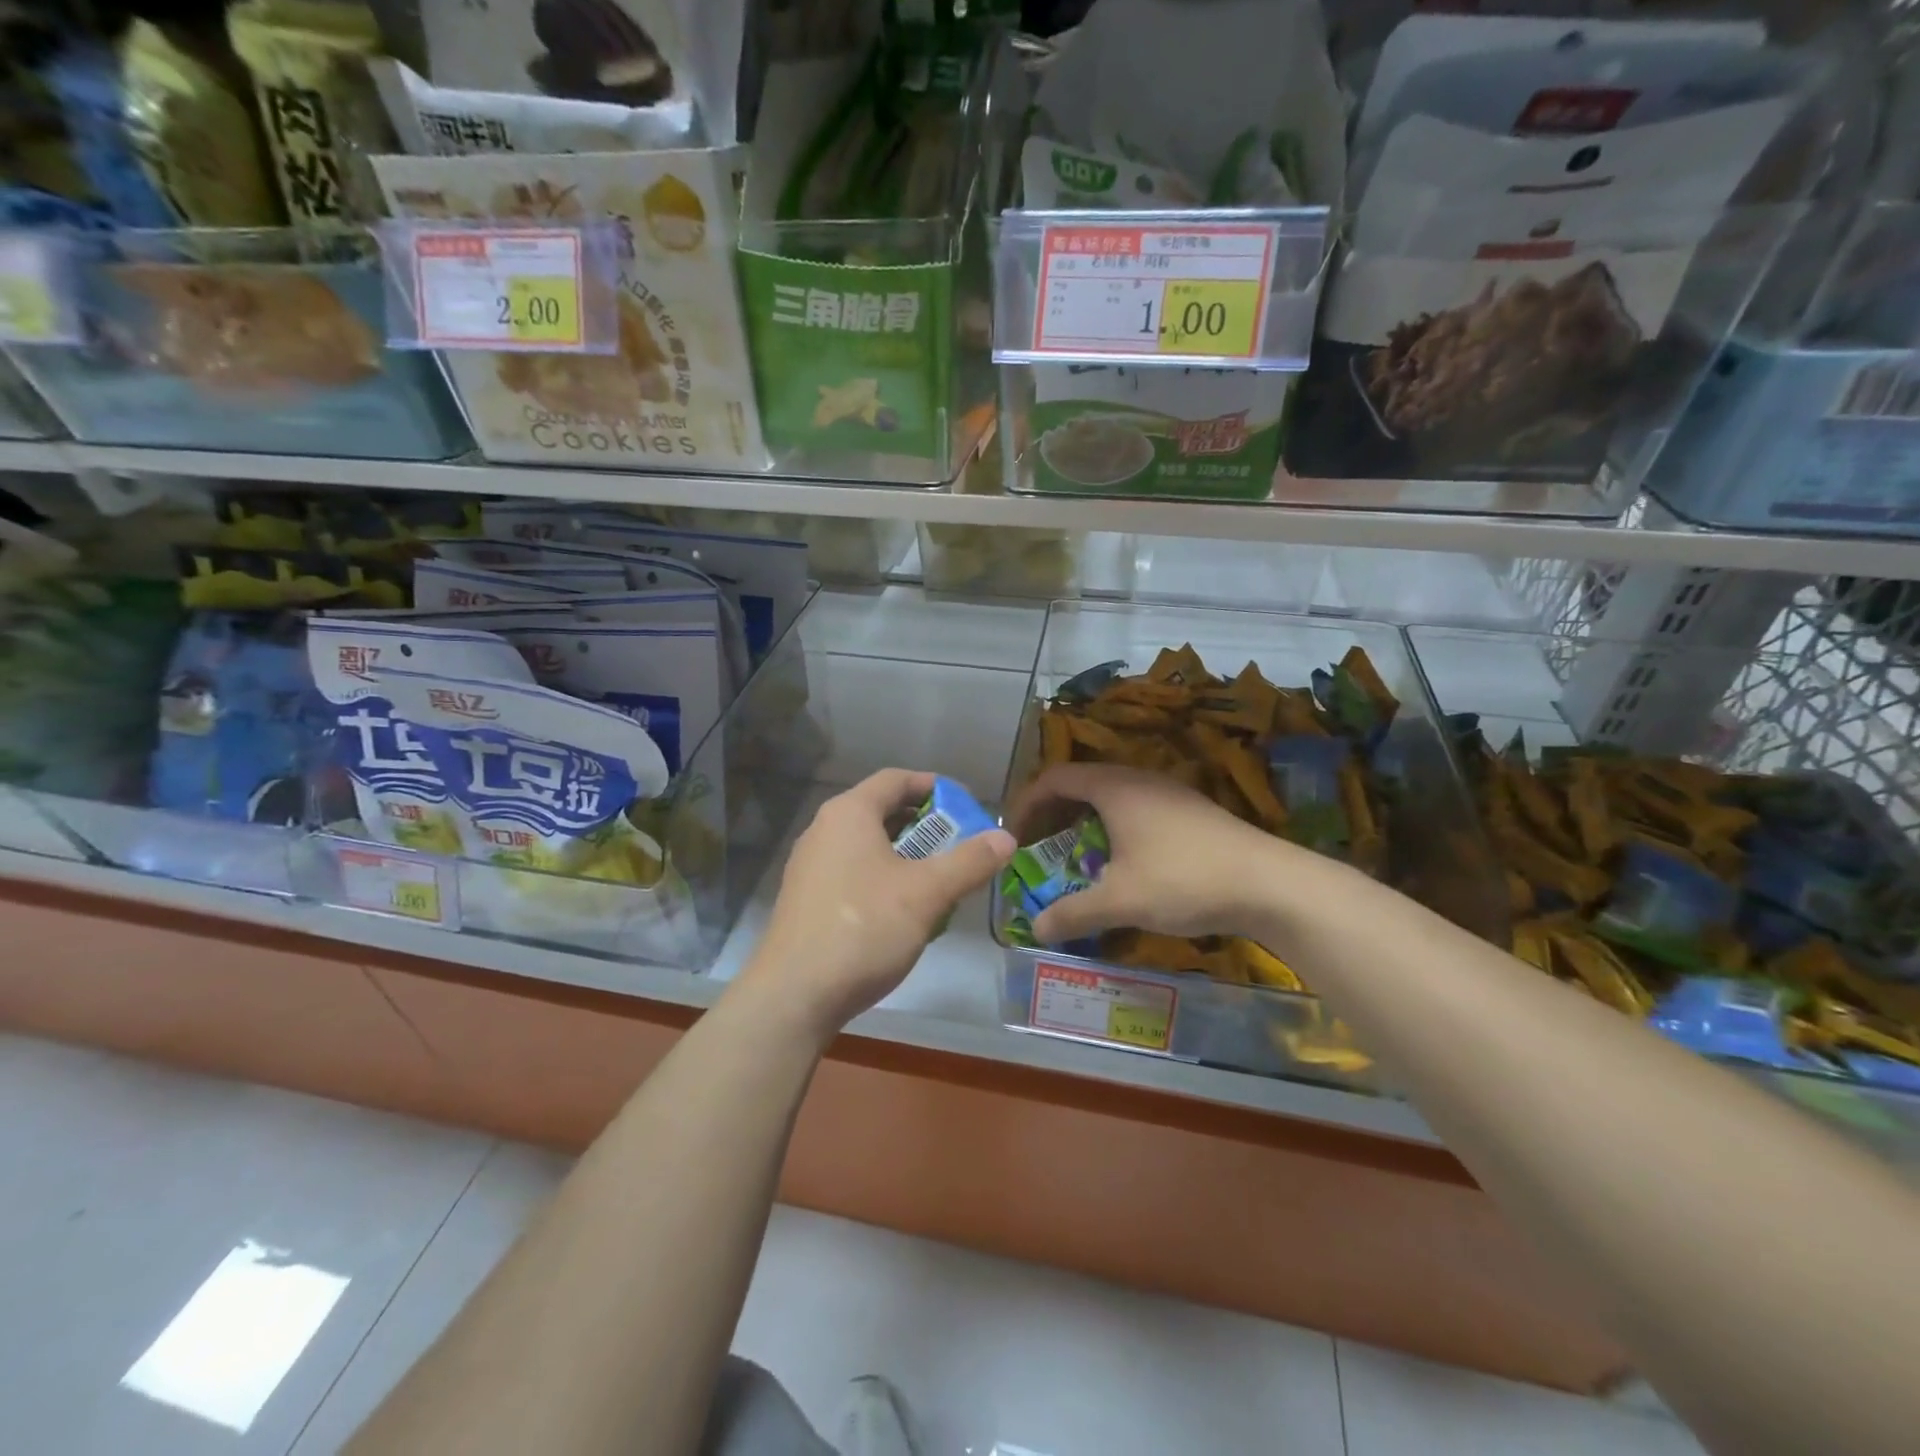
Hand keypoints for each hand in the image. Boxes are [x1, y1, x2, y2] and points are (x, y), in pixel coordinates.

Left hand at [737, 769, 1014, 1042]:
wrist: (794, 995)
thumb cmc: (863, 928)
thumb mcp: (927, 893)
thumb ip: (969, 861)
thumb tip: (1006, 837)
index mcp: (849, 813)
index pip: (896, 779)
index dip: (935, 786)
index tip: (968, 805)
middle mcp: (824, 829)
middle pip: (881, 811)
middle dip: (925, 825)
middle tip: (960, 845)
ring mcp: (809, 865)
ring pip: (867, 845)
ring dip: (906, 855)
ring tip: (938, 879)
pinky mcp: (806, 899)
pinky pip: (852, 872)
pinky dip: (883, 877)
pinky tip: (903, 911)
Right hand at [1007, 762, 1301, 944]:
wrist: (1270, 884)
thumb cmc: (1184, 880)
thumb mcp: (1121, 901)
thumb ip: (1073, 914)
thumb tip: (1035, 930)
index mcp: (1115, 787)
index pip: (1055, 778)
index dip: (1027, 802)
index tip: (1013, 834)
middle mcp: (1139, 780)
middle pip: (1081, 784)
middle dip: (1053, 814)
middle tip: (1038, 847)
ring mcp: (1169, 793)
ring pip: (1111, 798)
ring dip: (1084, 822)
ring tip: (1074, 857)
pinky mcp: (1190, 812)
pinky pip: (1136, 809)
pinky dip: (1113, 829)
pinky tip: (1122, 864)